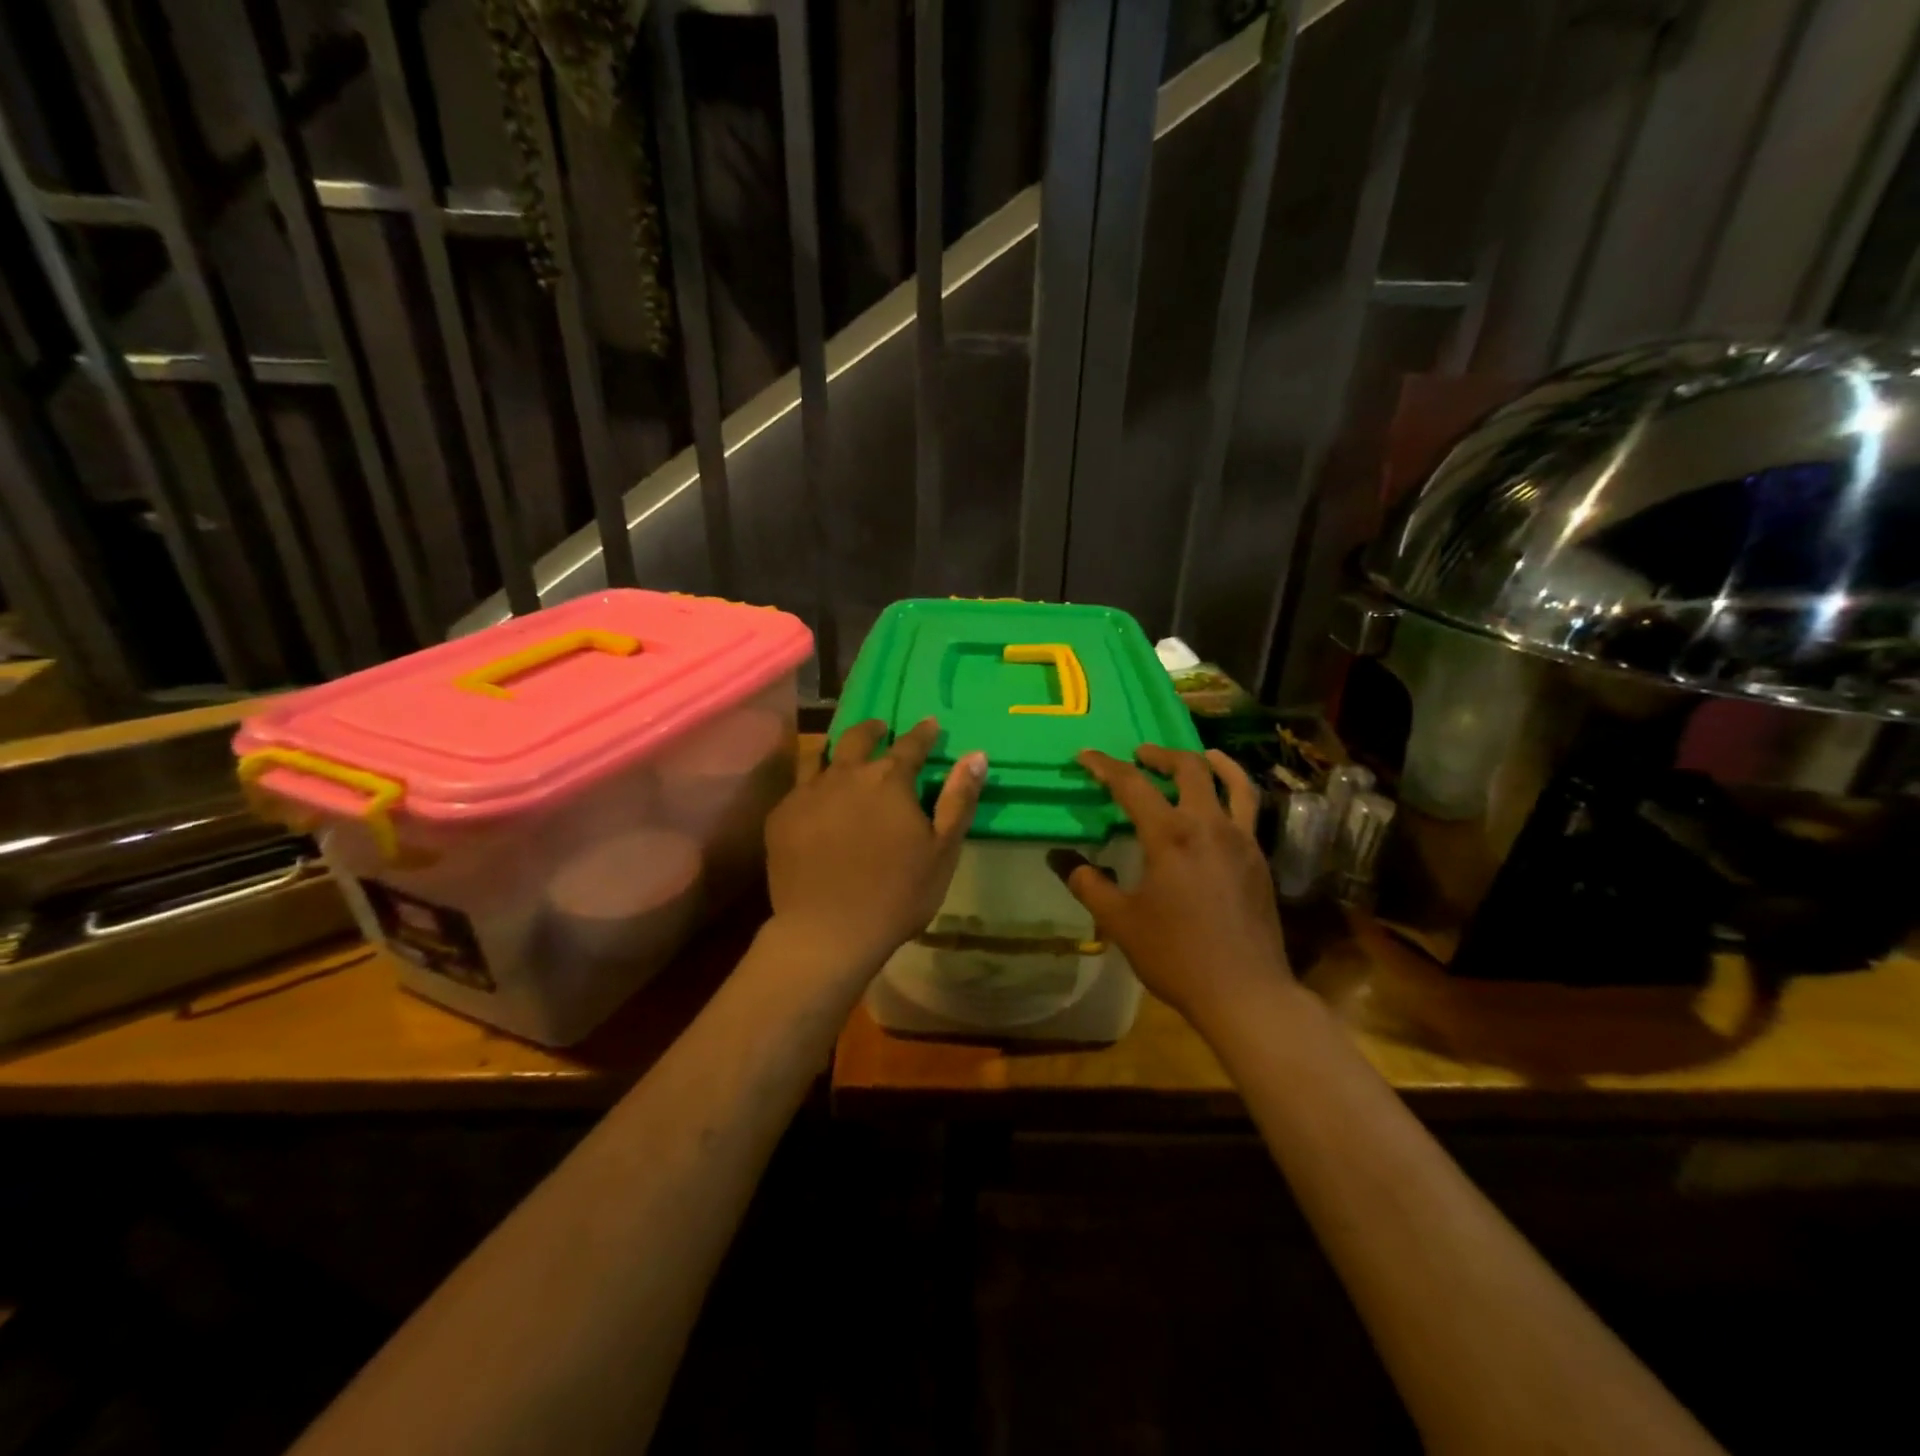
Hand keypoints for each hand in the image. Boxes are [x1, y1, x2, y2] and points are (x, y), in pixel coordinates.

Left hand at [764, 719, 986, 979]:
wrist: (827, 931)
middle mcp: (846, 775)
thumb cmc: (897, 894)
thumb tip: (976, 755)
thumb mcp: (942, 850)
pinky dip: (812, 784)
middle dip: (874, 730)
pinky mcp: (782, 816)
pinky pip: (798, 787)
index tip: (930, 724)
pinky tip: (815, 797)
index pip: (911, 745)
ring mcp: (808, 793)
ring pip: (821, 756)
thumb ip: (958, 799)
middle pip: (859, 739)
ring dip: (838, 749)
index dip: (923, 734)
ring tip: (844, 754)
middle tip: (881, 729)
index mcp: (889, 780)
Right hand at [1051, 745, 1290, 1024]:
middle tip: (1139, 755)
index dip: (1105, 766)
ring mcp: (1241, 840)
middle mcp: (1209, 825)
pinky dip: (1234, 792)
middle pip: (1188, 769)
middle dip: (1159, 755)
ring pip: (1232, 782)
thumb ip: (1089, 885)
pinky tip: (1221, 805)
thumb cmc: (1176, 955)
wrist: (1245, 991)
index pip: (1132, 785)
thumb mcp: (1120, 922)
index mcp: (1170, 835)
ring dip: (1210, 762)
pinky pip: (1248, 810)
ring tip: (1198, 755)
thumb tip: (1063, 860)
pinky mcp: (1259, 859)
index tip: (1086, 756)